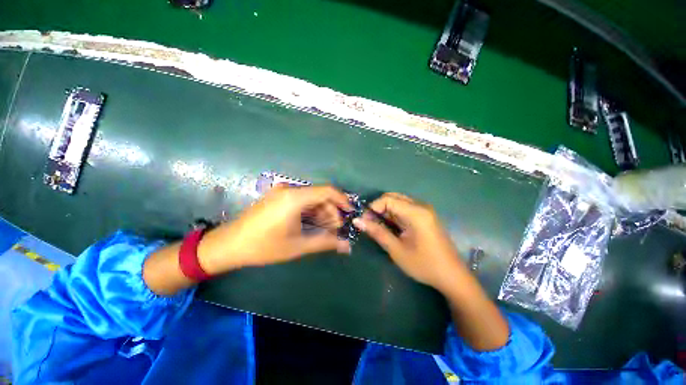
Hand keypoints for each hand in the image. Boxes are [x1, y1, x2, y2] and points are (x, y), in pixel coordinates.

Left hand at [198, 185, 352, 273]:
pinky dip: (310, 211)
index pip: (327, 191)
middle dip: (331, 211)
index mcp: (295, 198)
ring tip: (326, 230)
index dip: (342, 200)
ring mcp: (282, 192)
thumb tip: (347, 246)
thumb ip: (325, 242)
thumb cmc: (264, 246)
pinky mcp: (278, 197)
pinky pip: (301, 200)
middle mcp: (290, 189)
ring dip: (321, 212)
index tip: (350, 213)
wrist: (229, 245)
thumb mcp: (298, 245)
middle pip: (320, 195)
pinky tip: (313, 224)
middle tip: (336, 229)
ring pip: (311, 198)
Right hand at [353, 193, 464, 291]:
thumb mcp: (396, 250)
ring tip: (378, 226)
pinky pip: (406, 208)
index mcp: (416, 212)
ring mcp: (425, 210)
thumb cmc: (424, 265)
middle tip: (370, 223)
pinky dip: (394, 214)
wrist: (452, 277)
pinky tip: (391, 226)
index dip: (373, 207)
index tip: (365, 221)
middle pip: (393, 197)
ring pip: (399, 202)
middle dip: (378, 208)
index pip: (387, 199)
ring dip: (386, 211)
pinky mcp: (426, 216)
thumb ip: (377, 232)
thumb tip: (357, 220)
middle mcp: (421, 206)